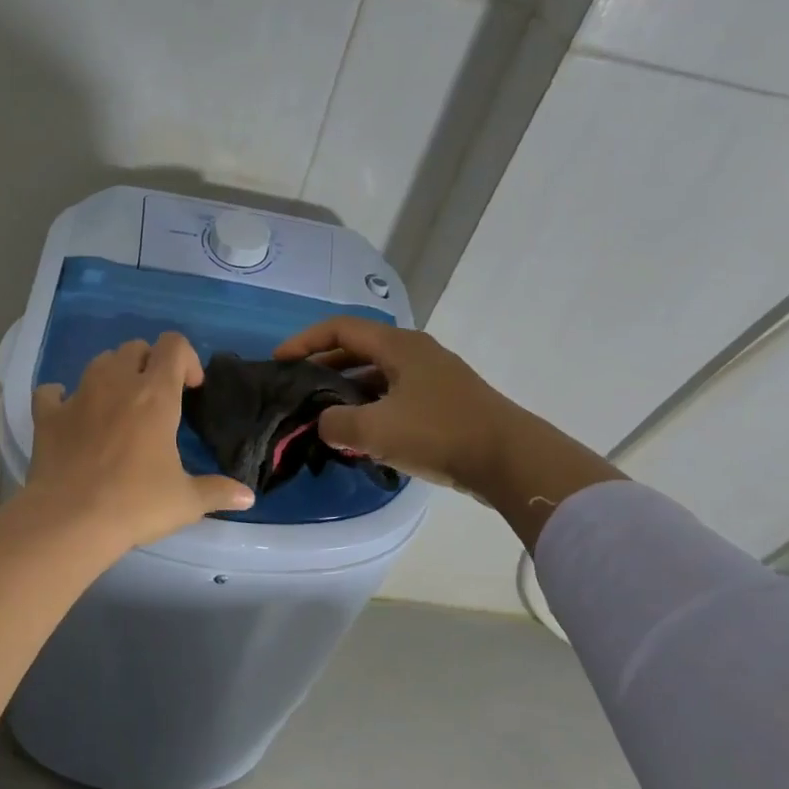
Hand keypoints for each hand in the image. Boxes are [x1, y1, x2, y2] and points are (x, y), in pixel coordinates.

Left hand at [24, 332, 253, 550]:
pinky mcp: (47, 416)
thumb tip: (248, 496)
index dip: (186, 358)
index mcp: (155, 395)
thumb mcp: (186, 501)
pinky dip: (61, 398)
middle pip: (134, 348)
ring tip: (118, 404)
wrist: (71, 520)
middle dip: (149, 364)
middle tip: (156, 398)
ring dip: (112, 374)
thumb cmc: (136, 504)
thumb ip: (218, 492)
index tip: (191, 389)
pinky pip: (52, 392)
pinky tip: (70, 416)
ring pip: (98, 362)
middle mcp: (116, 383)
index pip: (173, 346)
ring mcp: (78, 396)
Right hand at [273, 317, 523, 496]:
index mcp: (398, 346)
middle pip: (358, 350)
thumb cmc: (438, 434)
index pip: (340, 329)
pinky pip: (395, 395)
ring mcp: (433, 377)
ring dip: (347, 390)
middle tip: (297, 389)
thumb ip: (335, 424)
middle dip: (323, 366)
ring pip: (377, 375)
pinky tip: (361, 435)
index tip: (279, 361)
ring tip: (323, 415)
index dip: (304, 341)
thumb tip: (324, 423)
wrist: (509, 459)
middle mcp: (415, 353)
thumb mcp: (375, 430)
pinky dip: (371, 407)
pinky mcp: (444, 402)